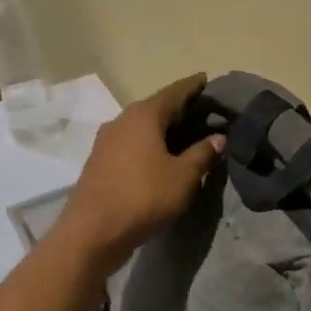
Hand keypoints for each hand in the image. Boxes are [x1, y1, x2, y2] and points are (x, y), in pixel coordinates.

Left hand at [55, 74, 224, 275]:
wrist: (92, 232)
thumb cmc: (143, 197)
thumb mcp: (183, 177)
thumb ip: (203, 153)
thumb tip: (219, 137)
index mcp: (144, 116)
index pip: (174, 92)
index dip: (193, 86)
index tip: (207, 78)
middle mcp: (122, 120)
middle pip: (156, 107)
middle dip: (179, 108)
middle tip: (203, 111)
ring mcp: (106, 141)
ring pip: (142, 126)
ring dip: (163, 128)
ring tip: (185, 134)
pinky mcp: (99, 161)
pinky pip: (131, 143)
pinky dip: (149, 143)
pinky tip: (161, 155)